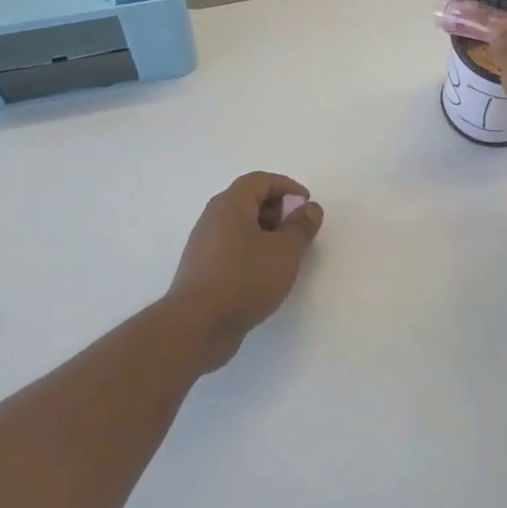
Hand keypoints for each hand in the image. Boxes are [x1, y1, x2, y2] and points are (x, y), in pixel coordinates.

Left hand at [164, 172, 324, 368]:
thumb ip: (300, 226)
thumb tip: (309, 208)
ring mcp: (205, 245)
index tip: (307, 205)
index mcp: (230, 205)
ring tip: (286, 255)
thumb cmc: (245, 279)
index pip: (260, 180)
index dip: (287, 187)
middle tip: (298, 231)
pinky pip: (233, 248)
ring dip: (267, 233)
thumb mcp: (285, 251)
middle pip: (249, 200)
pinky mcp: (203, 269)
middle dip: (278, 210)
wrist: (197, 326)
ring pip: (241, 226)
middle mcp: (213, 218)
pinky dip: (253, 251)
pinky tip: (266, 275)